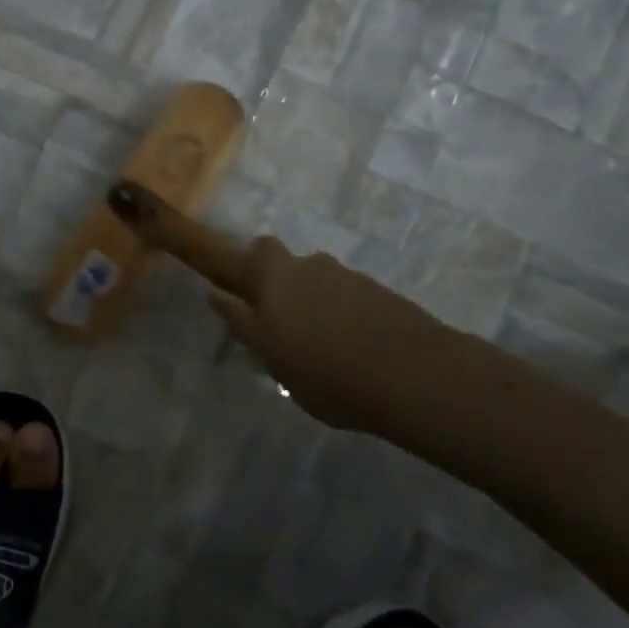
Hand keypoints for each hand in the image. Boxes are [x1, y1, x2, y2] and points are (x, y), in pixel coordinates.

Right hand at [210, 238, 446, 430]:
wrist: (413, 375)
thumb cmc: (326, 371)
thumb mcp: (271, 356)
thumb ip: (243, 323)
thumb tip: (215, 293)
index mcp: (276, 276)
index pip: (254, 252)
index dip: (247, 265)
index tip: (243, 289)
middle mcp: (310, 265)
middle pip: (288, 265)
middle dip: (282, 285)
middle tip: (283, 324)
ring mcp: (349, 277)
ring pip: (320, 283)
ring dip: (316, 304)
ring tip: (323, 348)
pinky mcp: (380, 294)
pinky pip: (349, 299)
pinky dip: (345, 316)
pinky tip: (353, 350)